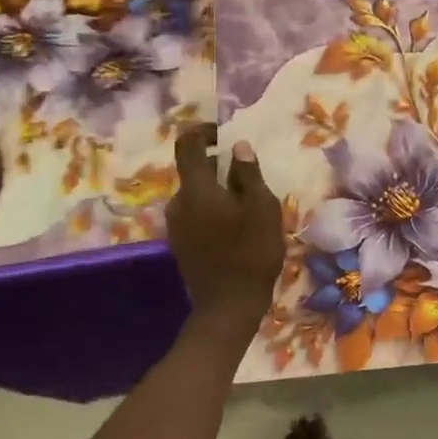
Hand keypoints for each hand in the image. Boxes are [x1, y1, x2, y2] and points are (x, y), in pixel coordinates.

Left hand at [167, 124, 284, 337]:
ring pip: (196, 195)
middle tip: (249, 177)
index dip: (202, 132)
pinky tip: (235, 226)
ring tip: (247, 205)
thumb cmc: (250, 252)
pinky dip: (212, 210)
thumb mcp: (261, 208)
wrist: (228, 306)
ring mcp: (176, 225)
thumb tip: (238, 146)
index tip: (222, 133)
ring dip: (217, 191)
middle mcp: (178, 202)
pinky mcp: (180, 244)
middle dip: (219, 167)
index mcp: (196, 189)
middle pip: (195, 172)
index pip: (188, 145)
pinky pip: (195, 214)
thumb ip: (248, 174)